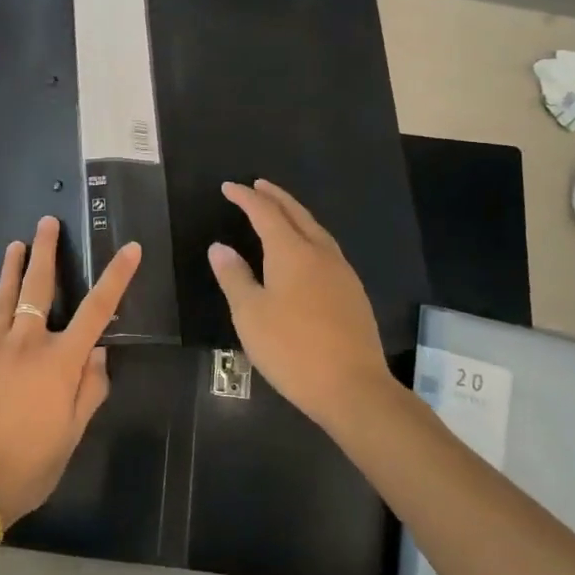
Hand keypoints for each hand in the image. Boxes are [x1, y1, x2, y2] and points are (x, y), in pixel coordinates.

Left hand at [0, 215, 141, 525]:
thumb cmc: (27, 465)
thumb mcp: (70, 434)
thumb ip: (89, 389)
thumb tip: (99, 352)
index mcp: (59, 362)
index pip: (96, 310)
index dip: (116, 277)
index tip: (129, 249)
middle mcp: (25, 343)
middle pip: (39, 286)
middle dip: (45, 250)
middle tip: (46, 221)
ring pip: (3, 295)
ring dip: (11, 267)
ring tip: (15, 243)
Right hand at [208, 180, 393, 428]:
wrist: (354, 388)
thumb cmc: (292, 349)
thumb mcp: (250, 314)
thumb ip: (234, 277)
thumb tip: (220, 247)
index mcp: (291, 252)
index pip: (265, 212)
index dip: (245, 198)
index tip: (228, 187)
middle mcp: (320, 253)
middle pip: (296, 214)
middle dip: (275, 197)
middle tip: (258, 186)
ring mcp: (342, 273)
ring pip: (316, 230)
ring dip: (296, 214)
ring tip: (281, 212)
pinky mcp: (353, 293)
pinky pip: (327, 249)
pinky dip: (309, 235)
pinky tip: (306, 251)